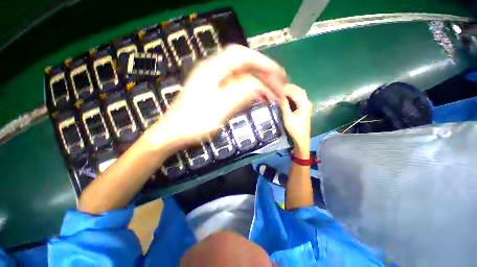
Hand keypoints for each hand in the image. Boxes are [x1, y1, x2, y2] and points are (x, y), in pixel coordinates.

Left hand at [149, 45, 286, 147]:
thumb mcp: (219, 108)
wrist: (174, 132)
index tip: (279, 74)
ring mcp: (214, 80)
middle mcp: (213, 69)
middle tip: (280, 83)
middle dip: (264, 72)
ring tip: (273, 92)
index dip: (263, 63)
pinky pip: (237, 85)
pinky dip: (250, 89)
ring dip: (259, 81)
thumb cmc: (194, 122)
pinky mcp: (215, 90)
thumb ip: (240, 93)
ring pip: (242, 75)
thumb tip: (259, 86)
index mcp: (212, 69)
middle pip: (244, 63)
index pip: (242, 56)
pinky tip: (257, 97)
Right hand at [279, 84, 311, 157]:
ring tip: (281, 90)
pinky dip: (292, 95)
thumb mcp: (287, 117)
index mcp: (304, 104)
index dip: (286, 88)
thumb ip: (284, 105)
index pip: (295, 91)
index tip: (276, 87)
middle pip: (299, 90)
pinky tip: (286, 96)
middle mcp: (307, 102)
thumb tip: (279, 95)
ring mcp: (307, 105)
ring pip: (299, 93)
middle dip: (289, 87)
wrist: (302, 139)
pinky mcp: (304, 108)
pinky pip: (299, 98)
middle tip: (278, 87)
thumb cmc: (295, 129)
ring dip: (291, 90)